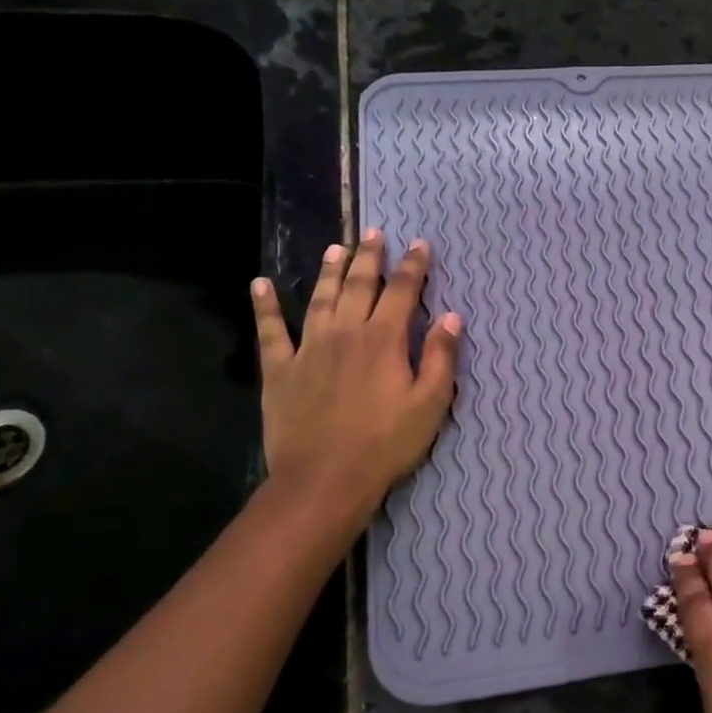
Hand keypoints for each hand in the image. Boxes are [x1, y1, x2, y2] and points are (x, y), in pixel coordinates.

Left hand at [250, 230, 460, 511]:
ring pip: (319, 298)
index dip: (413, 266)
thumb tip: (451, 316)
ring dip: (328, 270)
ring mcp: (308, 348)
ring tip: (335, 248)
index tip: (419, 244)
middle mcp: (345, 332)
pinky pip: (270, 330)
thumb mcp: (430, 404)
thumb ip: (441, 357)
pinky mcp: (280, 370)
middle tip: (373, 233)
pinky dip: (265, 306)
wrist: (325, 479)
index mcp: (384, 340)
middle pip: (358, 285)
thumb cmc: (386, 444)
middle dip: (369, 257)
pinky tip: (260, 284)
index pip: (402, 291)